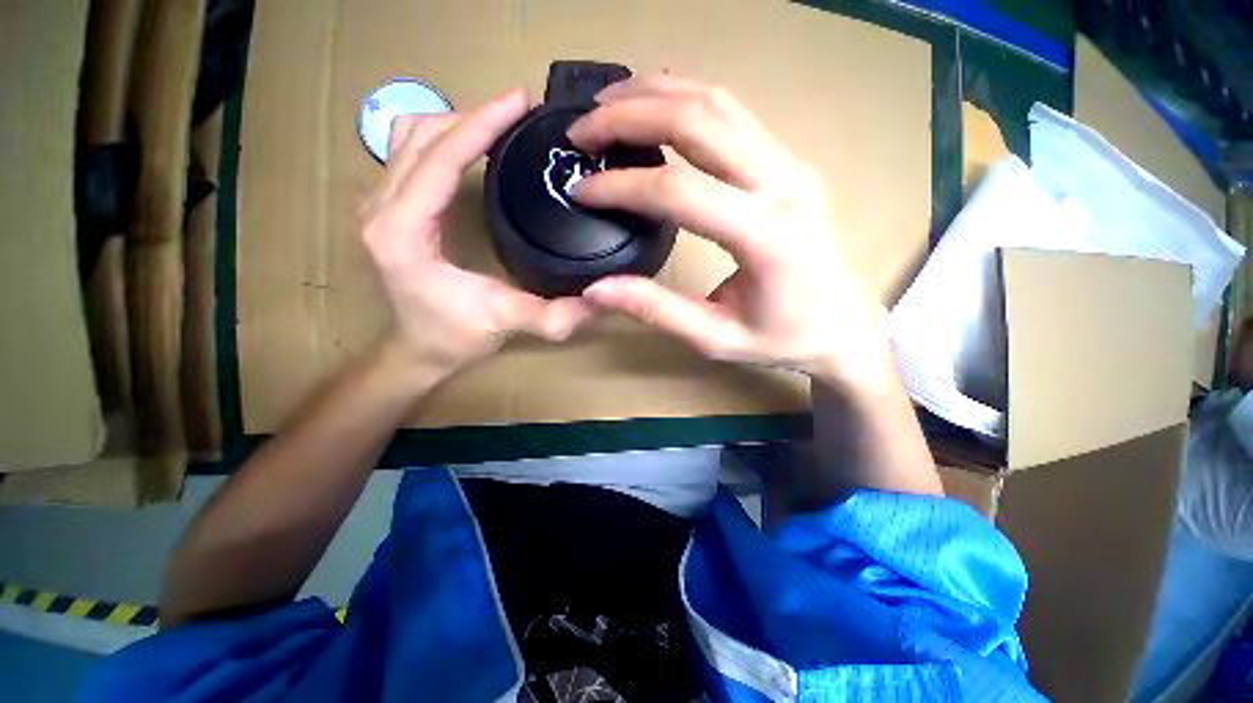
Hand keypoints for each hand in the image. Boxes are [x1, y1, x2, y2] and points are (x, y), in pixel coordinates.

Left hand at [361, 90, 593, 374]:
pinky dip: (441, 139)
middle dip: (471, 116)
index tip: (519, 101)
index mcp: (403, 231)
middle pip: (419, 135)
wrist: (415, 351)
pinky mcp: (386, 208)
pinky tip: (470, 148)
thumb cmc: (454, 338)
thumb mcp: (507, 323)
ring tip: (499, 127)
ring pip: (408, 136)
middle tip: (519, 115)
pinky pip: (407, 152)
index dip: (480, 124)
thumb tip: (603, 298)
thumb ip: (554, 315)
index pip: (438, 157)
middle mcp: (381, 208)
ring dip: (455, 123)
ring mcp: (378, 205)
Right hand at [569, 76, 890, 384]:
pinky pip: (731, 113)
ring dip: (653, 95)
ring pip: (715, 102)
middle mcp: (782, 183)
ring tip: (606, 105)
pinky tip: (652, 108)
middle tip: (582, 131)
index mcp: (765, 235)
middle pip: (696, 121)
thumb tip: (597, 289)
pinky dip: (684, 100)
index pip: (678, 192)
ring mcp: (790, 163)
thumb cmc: (783, 339)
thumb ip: (657, 310)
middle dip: (628, 116)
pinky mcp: (787, 161)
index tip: (581, 191)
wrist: (843, 324)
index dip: (621, 186)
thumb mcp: (715, 337)